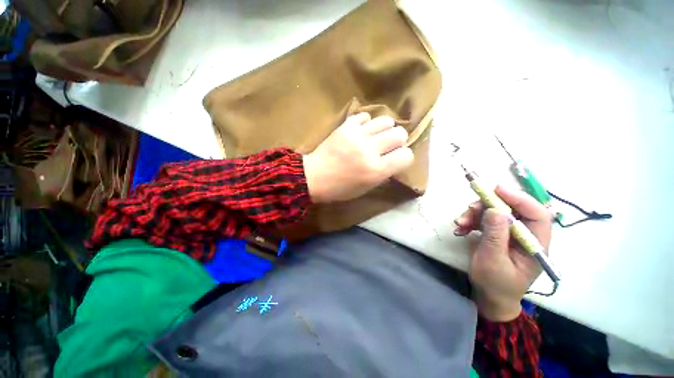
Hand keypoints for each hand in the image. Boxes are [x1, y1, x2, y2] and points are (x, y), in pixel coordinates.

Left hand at [303, 113, 413, 202]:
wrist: (314, 177)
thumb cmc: (341, 188)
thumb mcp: (366, 188)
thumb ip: (384, 173)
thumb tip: (394, 158)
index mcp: (376, 171)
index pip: (406, 156)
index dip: (404, 157)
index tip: (397, 159)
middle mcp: (370, 150)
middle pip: (400, 134)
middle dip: (398, 141)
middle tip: (388, 146)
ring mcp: (357, 135)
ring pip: (386, 120)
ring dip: (386, 129)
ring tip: (377, 136)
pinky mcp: (346, 126)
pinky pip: (366, 116)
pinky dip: (367, 123)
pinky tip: (363, 130)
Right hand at [453, 186, 551, 321]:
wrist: (489, 297)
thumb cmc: (495, 284)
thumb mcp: (493, 260)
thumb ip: (495, 235)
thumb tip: (494, 209)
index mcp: (534, 244)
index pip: (537, 214)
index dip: (520, 199)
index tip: (496, 189)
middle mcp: (525, 235)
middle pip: (511, 209)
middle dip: (488, 206)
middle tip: (468, 209)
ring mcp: (509, 234)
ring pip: (494, 213)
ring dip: (474, 214)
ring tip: (459, 223)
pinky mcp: (496, 235)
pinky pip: (484, 220)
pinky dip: (470, 222)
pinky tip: (460, 230)